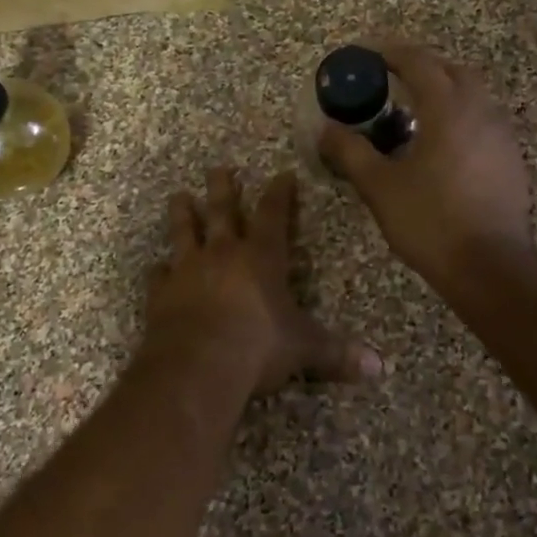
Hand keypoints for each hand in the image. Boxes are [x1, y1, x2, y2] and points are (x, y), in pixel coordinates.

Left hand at [145, 167, 381, 395]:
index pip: (274, 215)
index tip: (282, 174)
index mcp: (261, 258)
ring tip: (179, 196)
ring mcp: (188, 271)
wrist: (197, 365)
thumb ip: (338, 354)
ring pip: (184, 232)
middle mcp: (223, 254)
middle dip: (223, 189)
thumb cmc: (258, 347)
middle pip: (222, 212)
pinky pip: (159, 275)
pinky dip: (159, 270)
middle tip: (218, 168)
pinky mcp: (161, 294)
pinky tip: (157, 267)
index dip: (280, 194)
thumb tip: (379, 367)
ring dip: (183, 214)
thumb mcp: (305, 349)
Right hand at [318, 42, 533, 289]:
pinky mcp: (511, 160)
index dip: (390, 52)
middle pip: (451, 71)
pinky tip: (441, 146)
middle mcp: (481, 111)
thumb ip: (351, 151)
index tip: (366, 54)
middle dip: (421, 67)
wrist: (490, 266)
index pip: (418, 62)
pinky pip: (483, 121)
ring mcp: (502, 135)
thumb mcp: (379, 186)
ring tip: (413, 112)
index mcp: (448, 109)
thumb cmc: (430, 221)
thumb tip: (327, 129)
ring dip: (443, 92)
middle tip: (390, 79)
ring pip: (472, 96)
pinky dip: (459, 118)